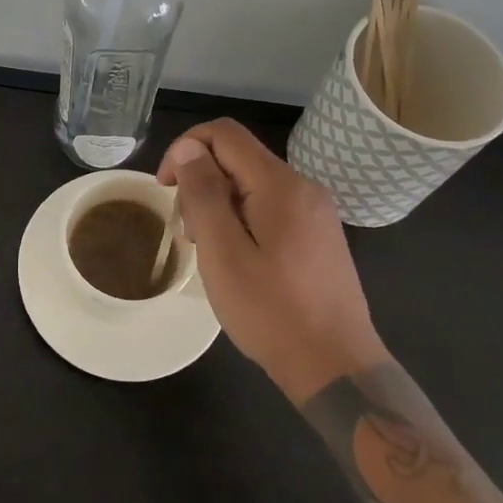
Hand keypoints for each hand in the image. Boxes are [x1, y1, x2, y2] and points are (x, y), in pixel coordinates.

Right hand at [158, 120, 388, 402]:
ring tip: (208, 252)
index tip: (166, 189)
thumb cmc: (272, 312)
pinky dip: (242, 219)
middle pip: (238, 158)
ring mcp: (315, 211)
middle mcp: (303, 186)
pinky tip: (237, 259)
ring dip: (219, 204)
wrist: (336, 368)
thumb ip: (204, 194)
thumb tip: (188, 148)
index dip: (185, 149)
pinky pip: (270, 207)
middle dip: (201, 183)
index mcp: (281, 184)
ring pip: (252, 184)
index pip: (224, 134)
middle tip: (187, 234)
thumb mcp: (224, 253)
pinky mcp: (319, 235)